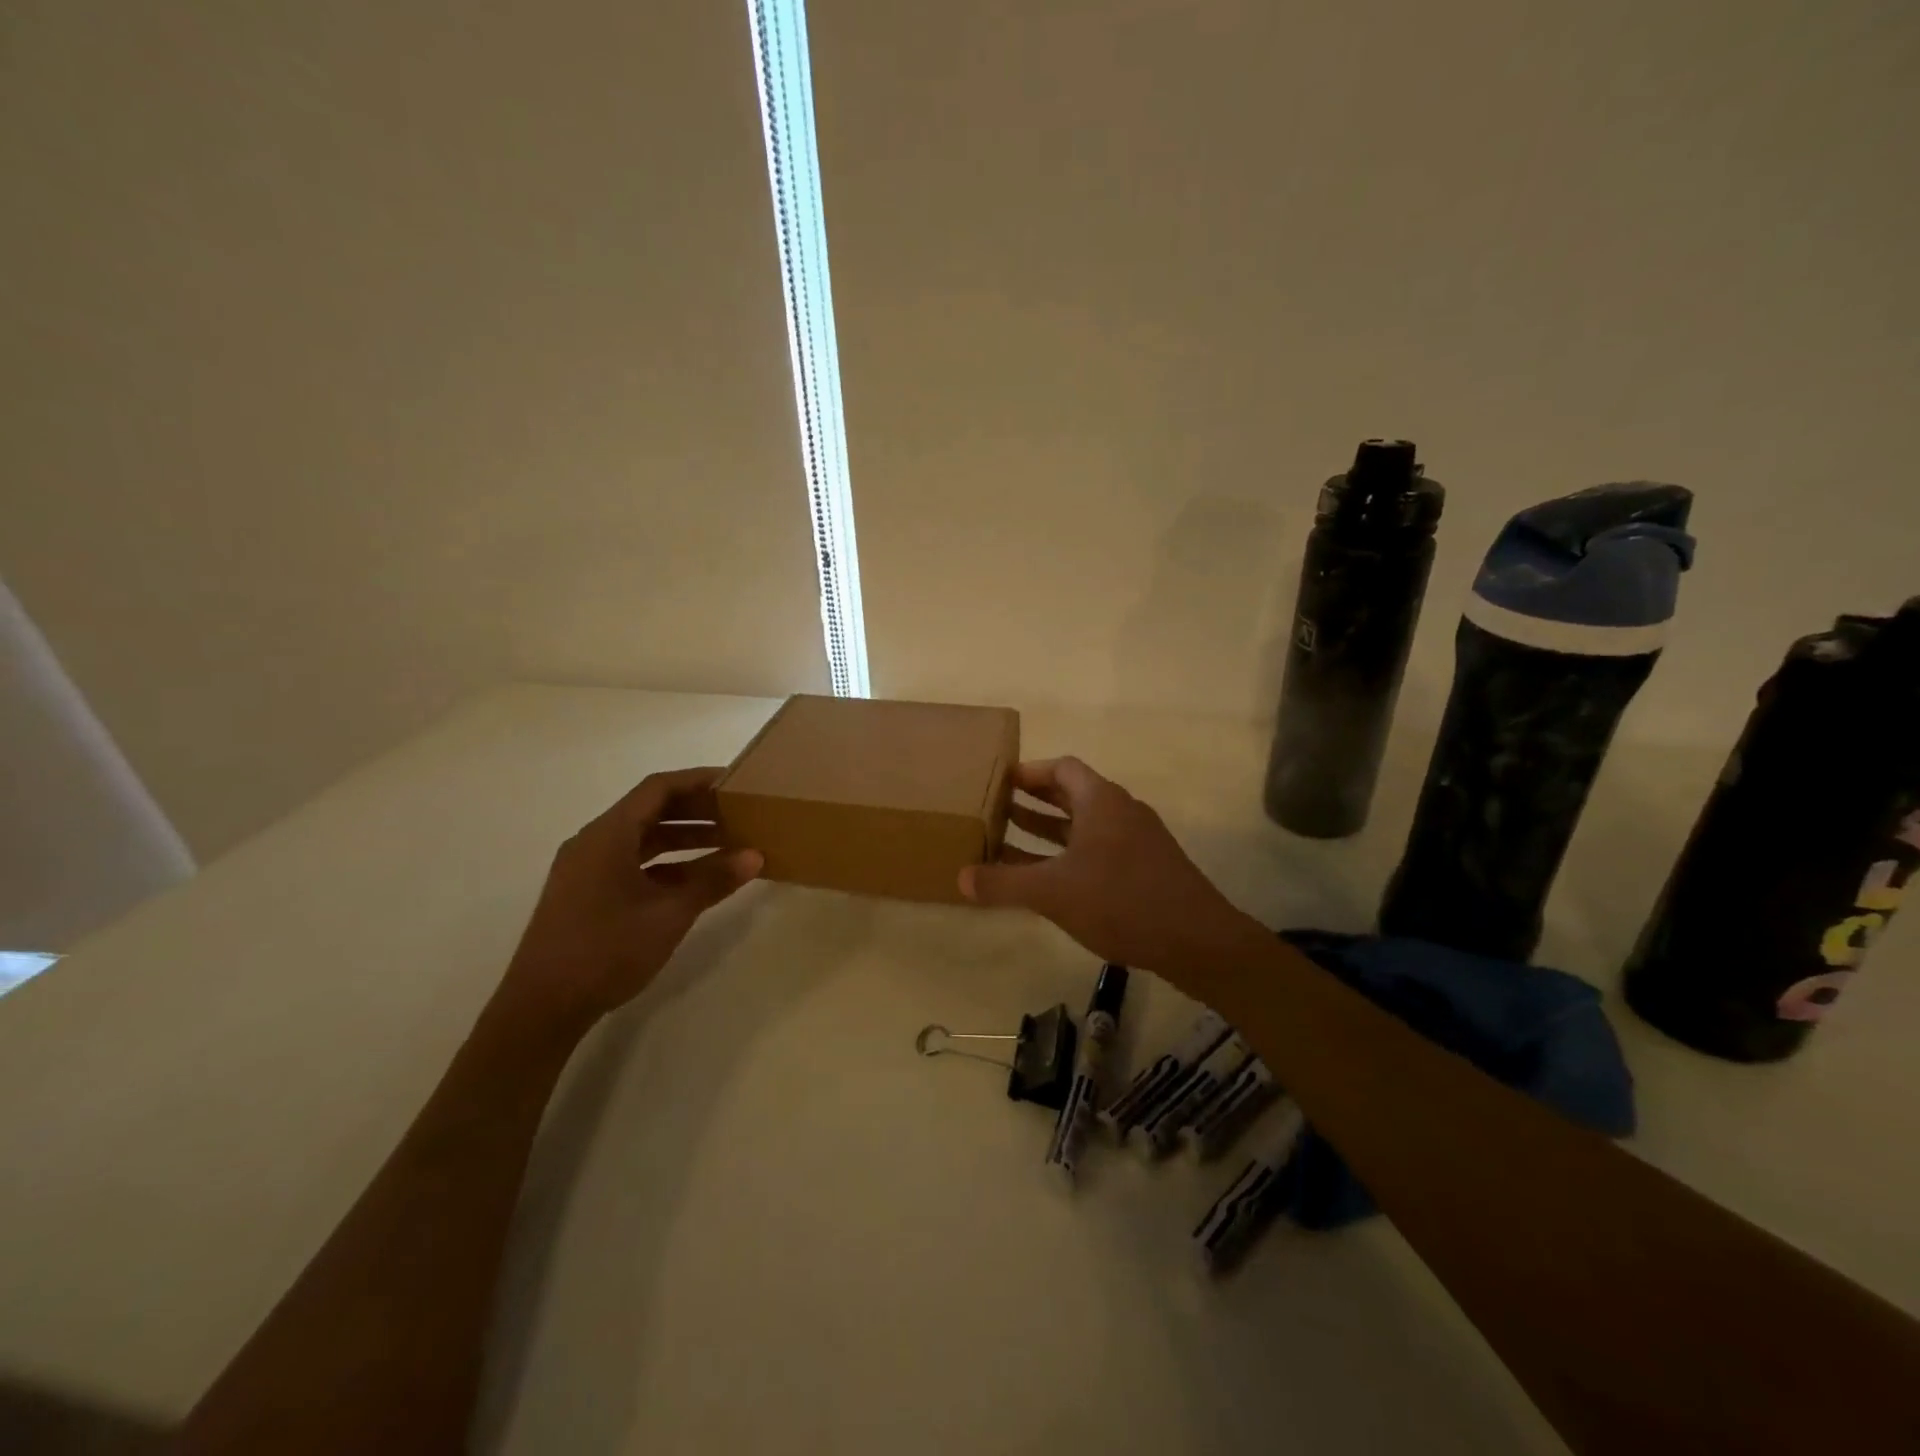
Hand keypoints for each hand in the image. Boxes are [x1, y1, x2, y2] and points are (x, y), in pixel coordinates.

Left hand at [498, 767, 761, 1035]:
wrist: (541, 1008)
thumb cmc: (606, 950)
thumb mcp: (669, 914)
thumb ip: (712, 881)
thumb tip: (755, 856)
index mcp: (608, 835)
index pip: (658, 789)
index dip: (698, 780)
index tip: (734, 781)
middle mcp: (594, 843)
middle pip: (650, 810)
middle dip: (696, 810)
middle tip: (739, 812)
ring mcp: (587, 869)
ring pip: (643, 838)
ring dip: (684, 838)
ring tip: (728, 843)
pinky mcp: (587, 893)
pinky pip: (633, 863)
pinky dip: (667, 864)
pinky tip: (697, 879)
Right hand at [958, 757, 1263, 986]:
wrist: (1197, 940)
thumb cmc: (1120, 900)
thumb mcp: (1052, 892)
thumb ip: (1003, 884)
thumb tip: (960, 878)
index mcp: (1101, 800)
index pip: (1061, 768)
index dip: (1028, 772)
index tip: (999, 782)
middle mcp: (1121, 811)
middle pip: (1071, 794)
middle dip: (1033, 802)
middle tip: (996, 810)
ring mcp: (1137, 840)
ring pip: (1084, 826)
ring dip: (1048, 832)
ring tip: (1009, 843)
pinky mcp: (1146, 868)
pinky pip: (1098, 850)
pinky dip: (1069, 856)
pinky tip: (1049, 881)